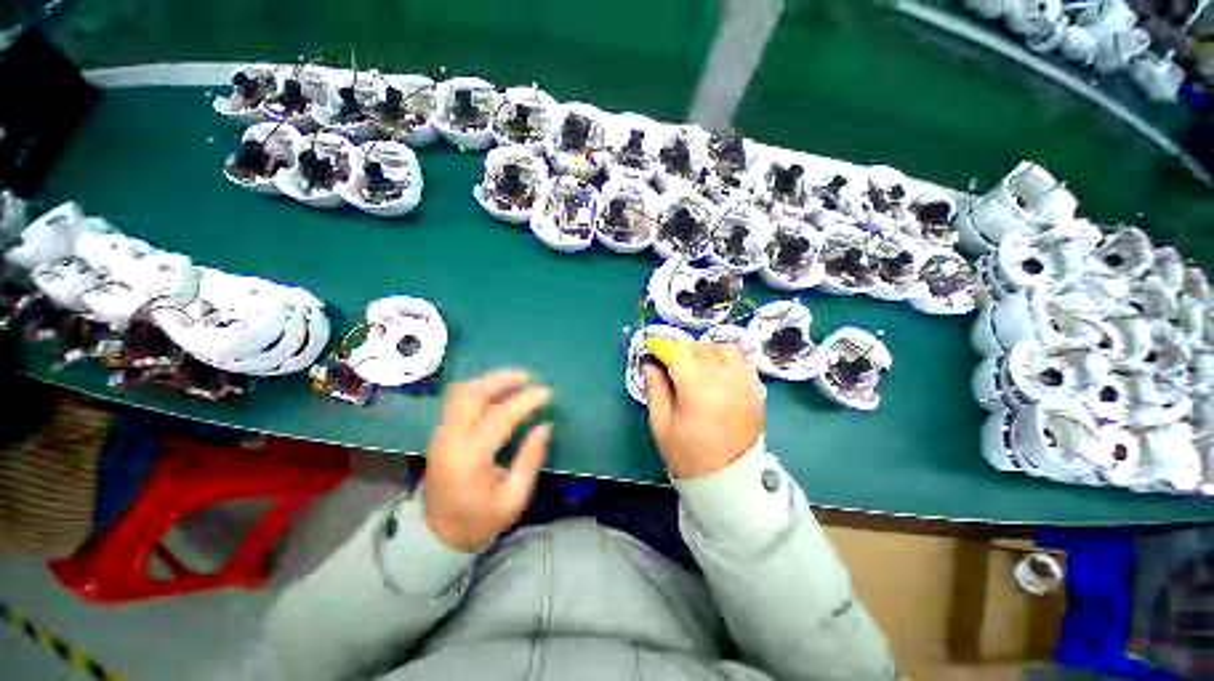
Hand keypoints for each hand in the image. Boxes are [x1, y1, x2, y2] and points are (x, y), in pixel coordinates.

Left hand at [422, 370, 552, 551]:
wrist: (438, 534)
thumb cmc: (480, 519)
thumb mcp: (514, 497)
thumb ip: (530, 459)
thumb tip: (545, 426)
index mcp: (471, 458)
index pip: (501, 416)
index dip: (526, 400)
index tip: (548, 393)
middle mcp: (451, 439)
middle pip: (473, 394)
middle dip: (502, 379)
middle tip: (528, 376)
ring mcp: (441, 434)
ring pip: (461, 392)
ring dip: (489, 380)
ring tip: (514, 379)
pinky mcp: (440, 433)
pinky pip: (457, 400)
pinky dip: (478, 389)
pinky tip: (496, 391)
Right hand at [643, 342, 763, 479]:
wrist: (729, 480)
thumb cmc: (688, 455)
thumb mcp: (661, 424)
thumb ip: (655, 389)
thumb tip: (649, 364)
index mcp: (698, 390)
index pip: (679, 353)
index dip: (663, 347)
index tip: (653, 349)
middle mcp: (725, 380)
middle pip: (701, 348)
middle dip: (682, 350)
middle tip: (670, 363)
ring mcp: (745, 384)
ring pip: (725, 349)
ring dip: (706, 350)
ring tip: (696, 365)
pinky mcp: (756, 390)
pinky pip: (742, 361)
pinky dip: (727, 359)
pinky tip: (717, 372)